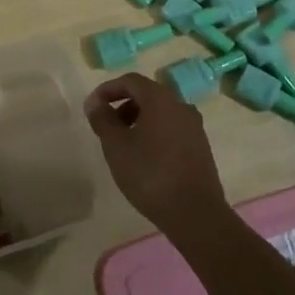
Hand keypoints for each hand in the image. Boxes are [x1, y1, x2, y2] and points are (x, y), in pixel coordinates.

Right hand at [83, 74, 228, 235]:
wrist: (196, 213)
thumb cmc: (150, 174)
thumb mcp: (116, 146)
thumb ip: (103, 119)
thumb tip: (95, 102)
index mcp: (160, 99)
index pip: (131, 80)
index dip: (109, 89)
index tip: (93, 106)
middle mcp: (180, 105)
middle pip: (147, 95)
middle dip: (123, 106)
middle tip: (107, 127)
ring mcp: (194, 127)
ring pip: (161, 113)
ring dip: (139, 120)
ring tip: (124, 145)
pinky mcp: (201, 147)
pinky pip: (172, 129)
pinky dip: (155, 133)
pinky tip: (145, 158)